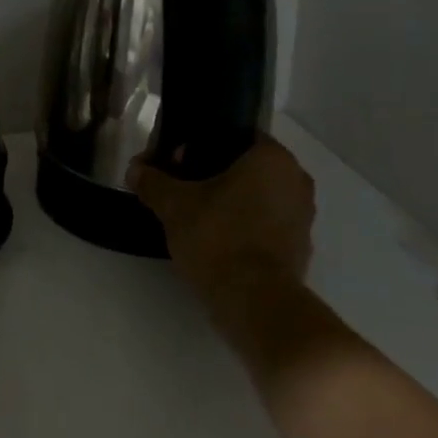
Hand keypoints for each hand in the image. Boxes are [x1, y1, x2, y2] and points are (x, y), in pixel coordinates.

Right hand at [129, 134, 316, 365]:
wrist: (255, 302)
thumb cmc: (218, 237)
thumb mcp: (173, 205)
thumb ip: (153, 182)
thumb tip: (135, 170)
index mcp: (273, 158)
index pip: (235, 135)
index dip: (200, 143)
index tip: (174, 160)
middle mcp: (296, 181)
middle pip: (245, 166)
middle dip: (210, 173)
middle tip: (178, 187)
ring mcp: (302, 217)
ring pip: (255, 196)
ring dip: (226, 201)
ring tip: (191, 216)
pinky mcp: (298, 249)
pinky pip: (264, 224)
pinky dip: (241, 226)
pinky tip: (213, 240)